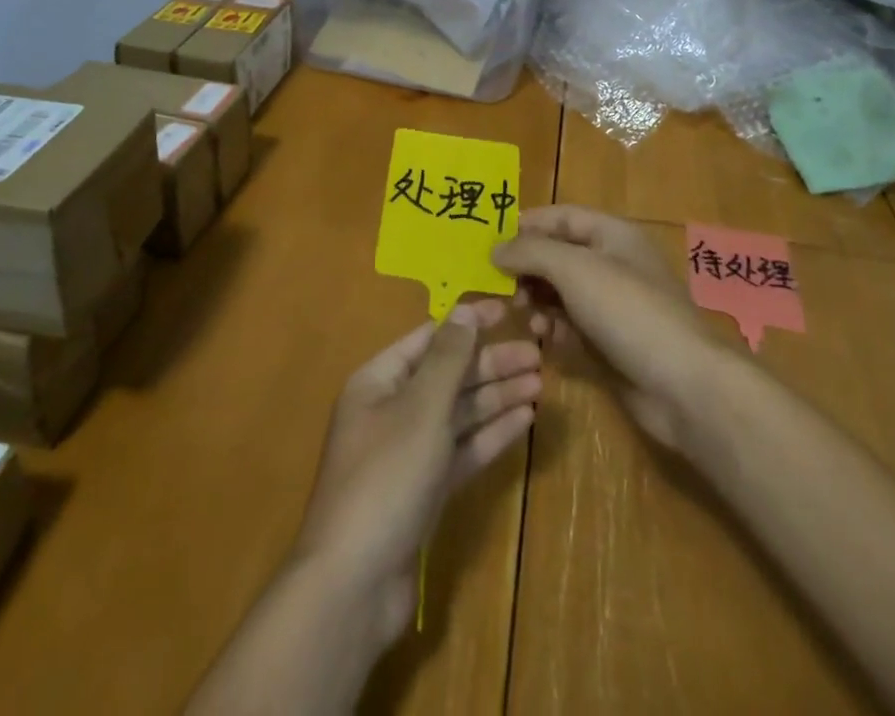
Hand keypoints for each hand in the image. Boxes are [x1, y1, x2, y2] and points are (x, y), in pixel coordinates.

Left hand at [291, 299, 540, 641]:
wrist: (355, 584)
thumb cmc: (386, 478)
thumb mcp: (420, 409)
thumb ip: (447, 358)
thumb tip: (466, 310)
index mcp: (379, 381)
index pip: (429, 338)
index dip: (467, 323)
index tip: (507, 310)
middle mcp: (392, 410)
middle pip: (448, 376)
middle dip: (491, 365)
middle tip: (538, 356)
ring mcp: (409, 452)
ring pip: (459, 414)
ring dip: (497, 398)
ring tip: (539, 384)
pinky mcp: (425, 490)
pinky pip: (462, 449)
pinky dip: (491, 434)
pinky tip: (524, 421)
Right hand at [493, 205, 720, 448]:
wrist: (682, 384)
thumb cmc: (628, 311)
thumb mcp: (574, 269)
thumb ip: (531, 252)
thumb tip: (496, 248)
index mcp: (613, 234)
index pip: (562, 217)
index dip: (528, 224)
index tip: (491, 241)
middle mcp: (613, 264)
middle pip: (559, 255)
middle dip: (528, 267)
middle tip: (502, 286)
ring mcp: (613, 305)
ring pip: (562, 292)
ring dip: (538, 300)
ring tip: (522, 314)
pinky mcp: (611, 342)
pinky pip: (572, 325)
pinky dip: (554, 328)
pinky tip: (544, 339)